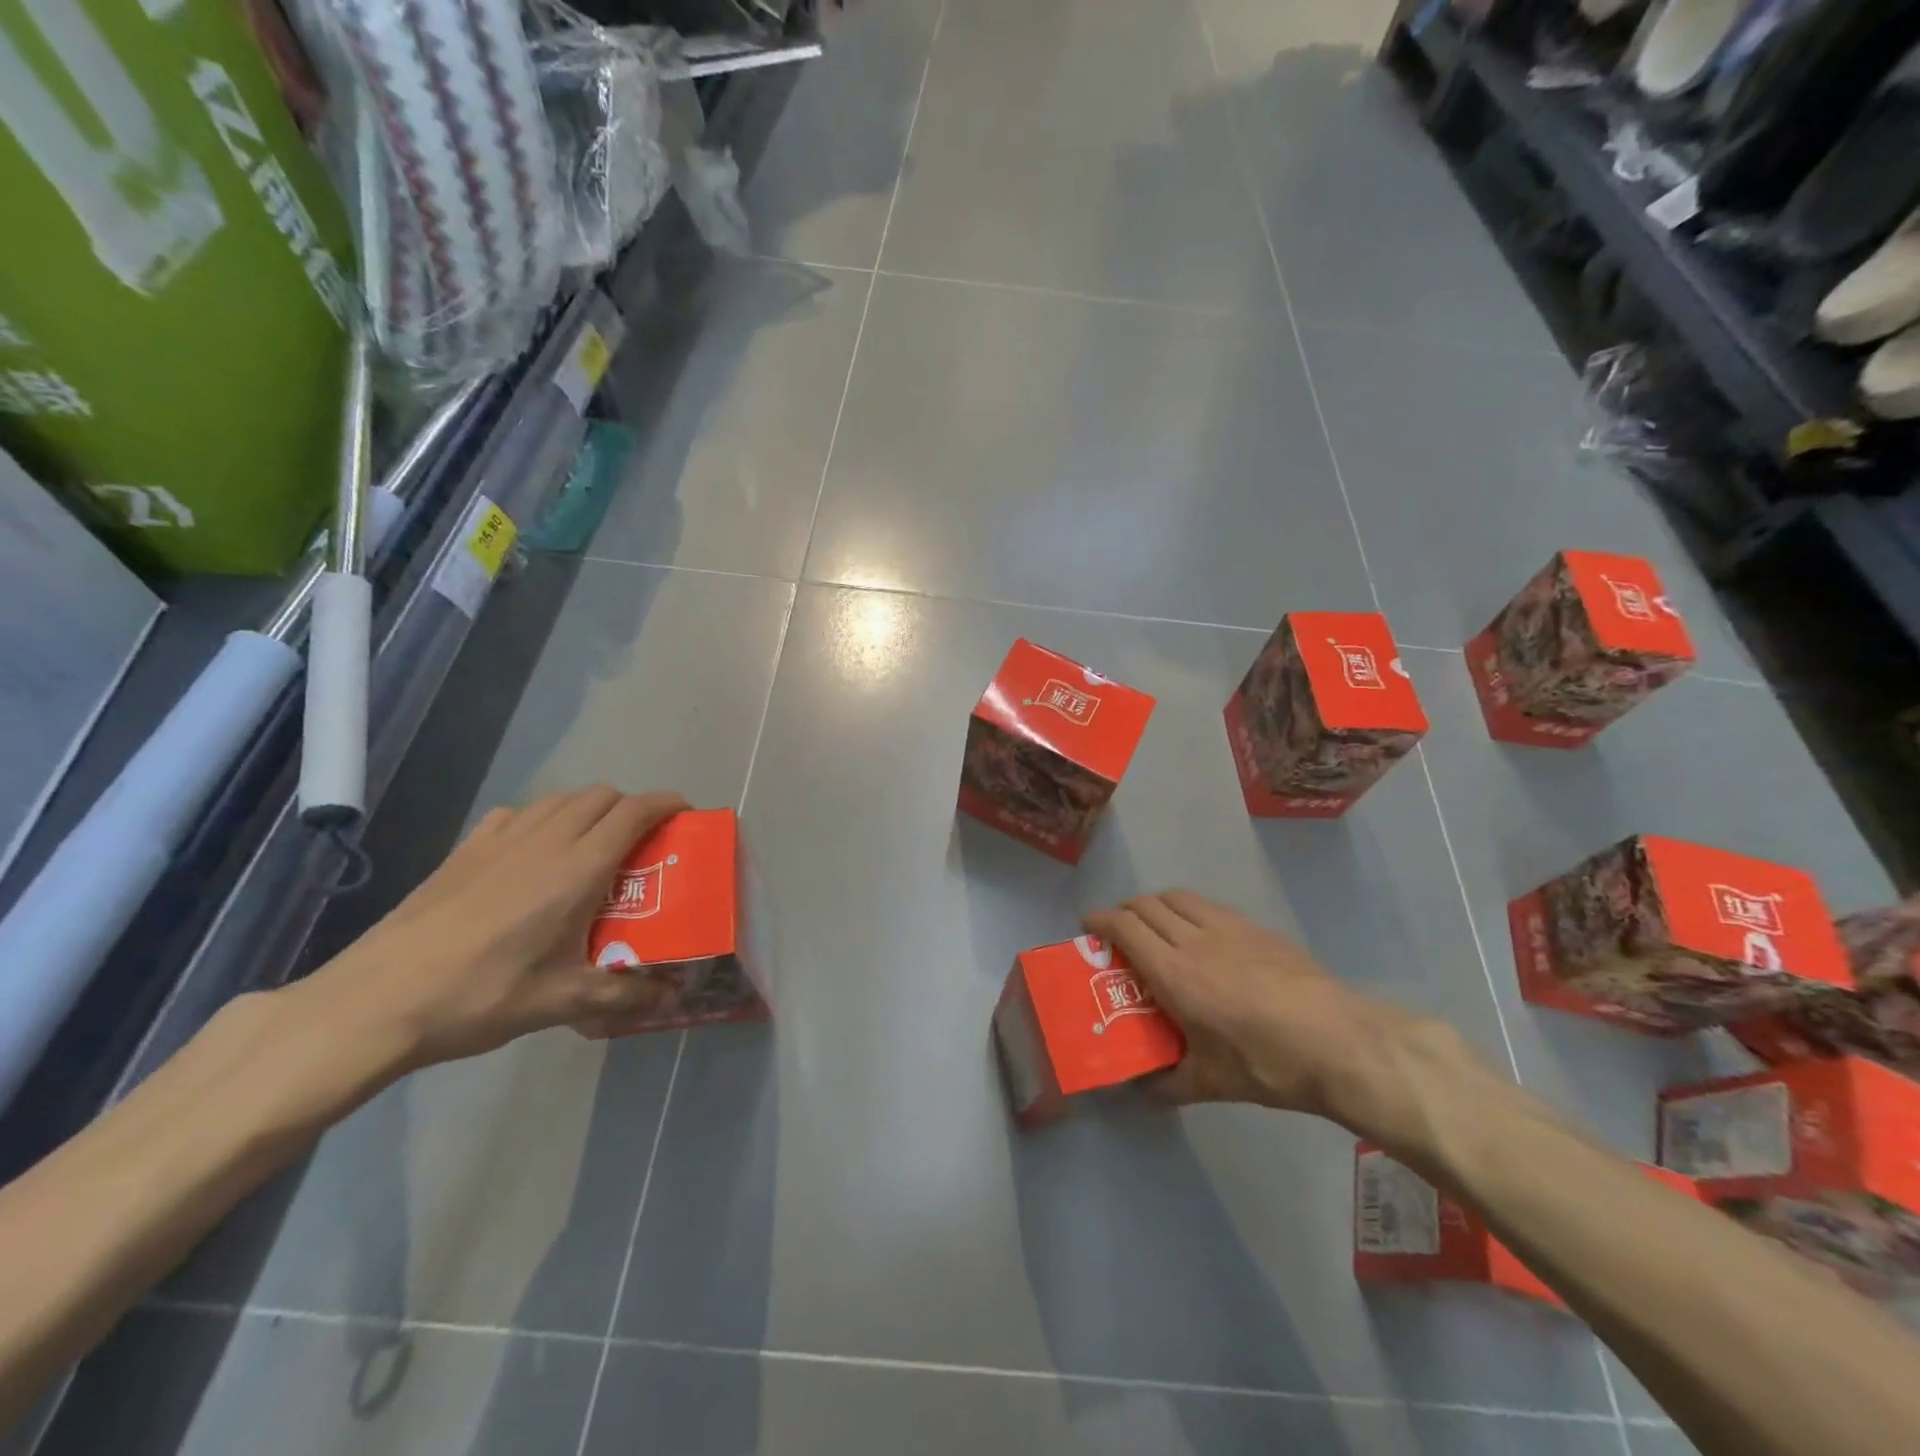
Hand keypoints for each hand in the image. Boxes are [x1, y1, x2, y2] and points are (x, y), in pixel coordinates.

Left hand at [298, 787, 689, 1067]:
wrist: (377, 1000)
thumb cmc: (482, 996)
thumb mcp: (562, 1002)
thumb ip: (624, 994)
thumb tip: (669, 997)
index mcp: (578, 868)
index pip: (635, 812)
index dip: (667, 804)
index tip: (686, 816)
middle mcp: (545, 840)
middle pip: (602, 795)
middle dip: (631, 807)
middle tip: (643, 842)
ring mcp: (500, 839)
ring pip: (560, 798)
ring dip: (589, 809)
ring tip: (593, 845)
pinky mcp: (465, 849)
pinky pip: (518, 813)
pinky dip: (542, 818)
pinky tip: (534, 852)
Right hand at [1084, 890, 1473, 1144]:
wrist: (1340, 1042)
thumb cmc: (1267, 1062)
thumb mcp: (1211, 1083)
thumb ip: (1169, 1083)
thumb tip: (1142, 1090)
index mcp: (1174, 972)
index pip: (1125, 927)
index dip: (1100, 920)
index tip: (1087, 926)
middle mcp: (1194, 939)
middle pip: (1147, 905)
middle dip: (1124, 910)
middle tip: (1117, 931)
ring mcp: (1228, 928)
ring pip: (1178, 898)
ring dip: (1156, 904)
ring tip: (1154, 925)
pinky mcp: (1256, 928)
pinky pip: (1208, 906)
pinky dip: (1189, 909)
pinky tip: (1200, 934)